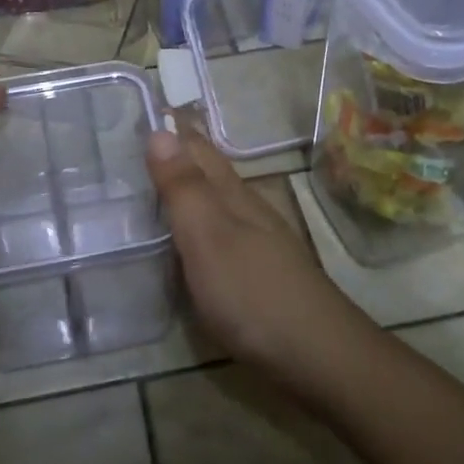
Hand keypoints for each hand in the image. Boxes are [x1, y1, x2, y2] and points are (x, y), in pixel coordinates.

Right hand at [145, 123, 367, 378]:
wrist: (318, 356)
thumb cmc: (254, 294)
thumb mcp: (209, 238)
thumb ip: (184, 188)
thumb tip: (160, 130)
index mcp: (232, 197)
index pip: (199, 150)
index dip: (175, 130)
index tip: (149, 108)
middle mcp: (248, 211)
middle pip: (212, 172)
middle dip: (182, 152)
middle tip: (145, 138)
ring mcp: (259, 243)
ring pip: (219, 201)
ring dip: (192, 186)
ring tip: (161, 180)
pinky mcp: (261, 274)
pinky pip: (223, 232)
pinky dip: (202, 222)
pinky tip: (194, 237)